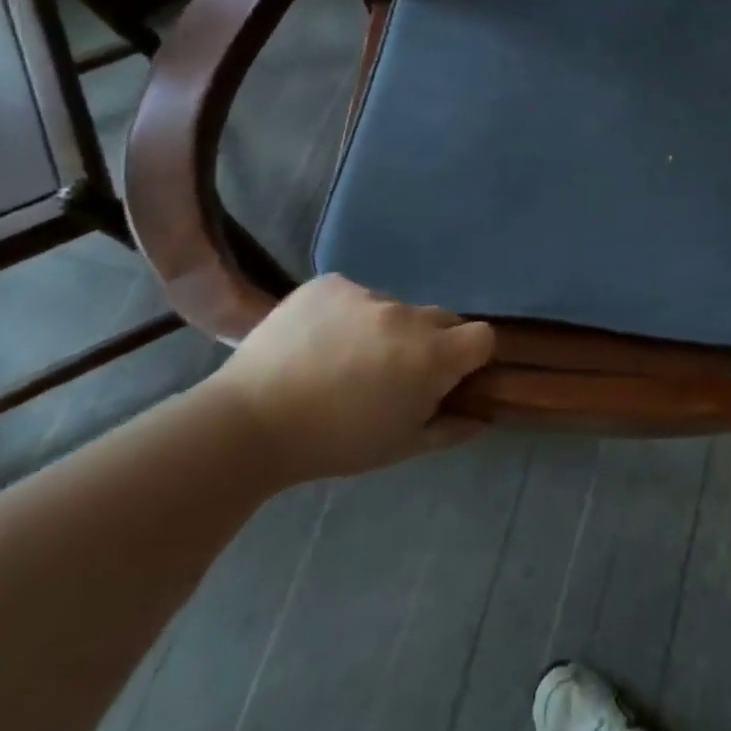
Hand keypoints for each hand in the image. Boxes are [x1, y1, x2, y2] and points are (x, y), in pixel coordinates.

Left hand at [203, 275, 493, 484]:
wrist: (247, 423)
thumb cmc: (334, 443)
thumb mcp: (401, 447)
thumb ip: (451, 428)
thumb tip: (484, 416)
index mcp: (432, 356)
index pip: (482, 336)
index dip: (472, 356)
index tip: (449, 376)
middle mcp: (407, 315)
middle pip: (442, 319)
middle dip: (431, 342)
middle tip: (396, 373)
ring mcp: (366, 294)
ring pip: (396, 308)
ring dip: (387, 329)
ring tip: (346, 359)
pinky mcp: (330, 284)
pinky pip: (355, 295)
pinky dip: (348, 315)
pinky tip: (320, 341)